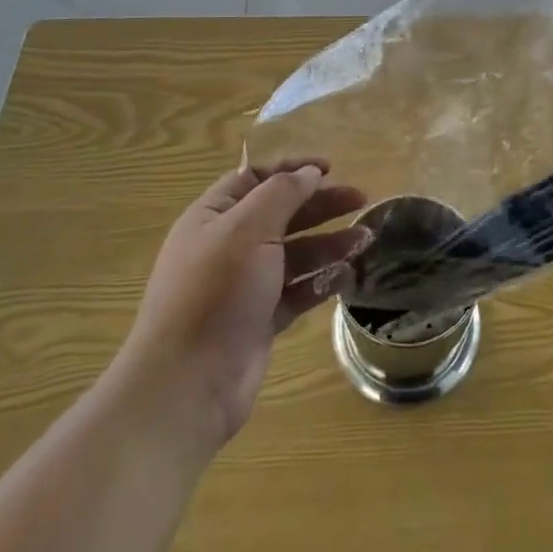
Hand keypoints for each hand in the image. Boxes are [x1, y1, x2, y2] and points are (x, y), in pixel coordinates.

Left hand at [119, 158, 369, 450]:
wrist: (188, 384)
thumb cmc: (216, 292)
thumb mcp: (249, 229)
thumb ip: (283, 194)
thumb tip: (310, 173)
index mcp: (213, 216)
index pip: (254, 178)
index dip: (292, 169)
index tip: (331, 167)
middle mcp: (227, 246)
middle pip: (281, 214)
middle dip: (320, 204)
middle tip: (361, 200)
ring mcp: (244, 285)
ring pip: (294, 254)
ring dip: (328, 243)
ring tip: (364, 240)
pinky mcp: (260, 320)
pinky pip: (296, 291)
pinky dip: (321, 281)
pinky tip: (348, 275)